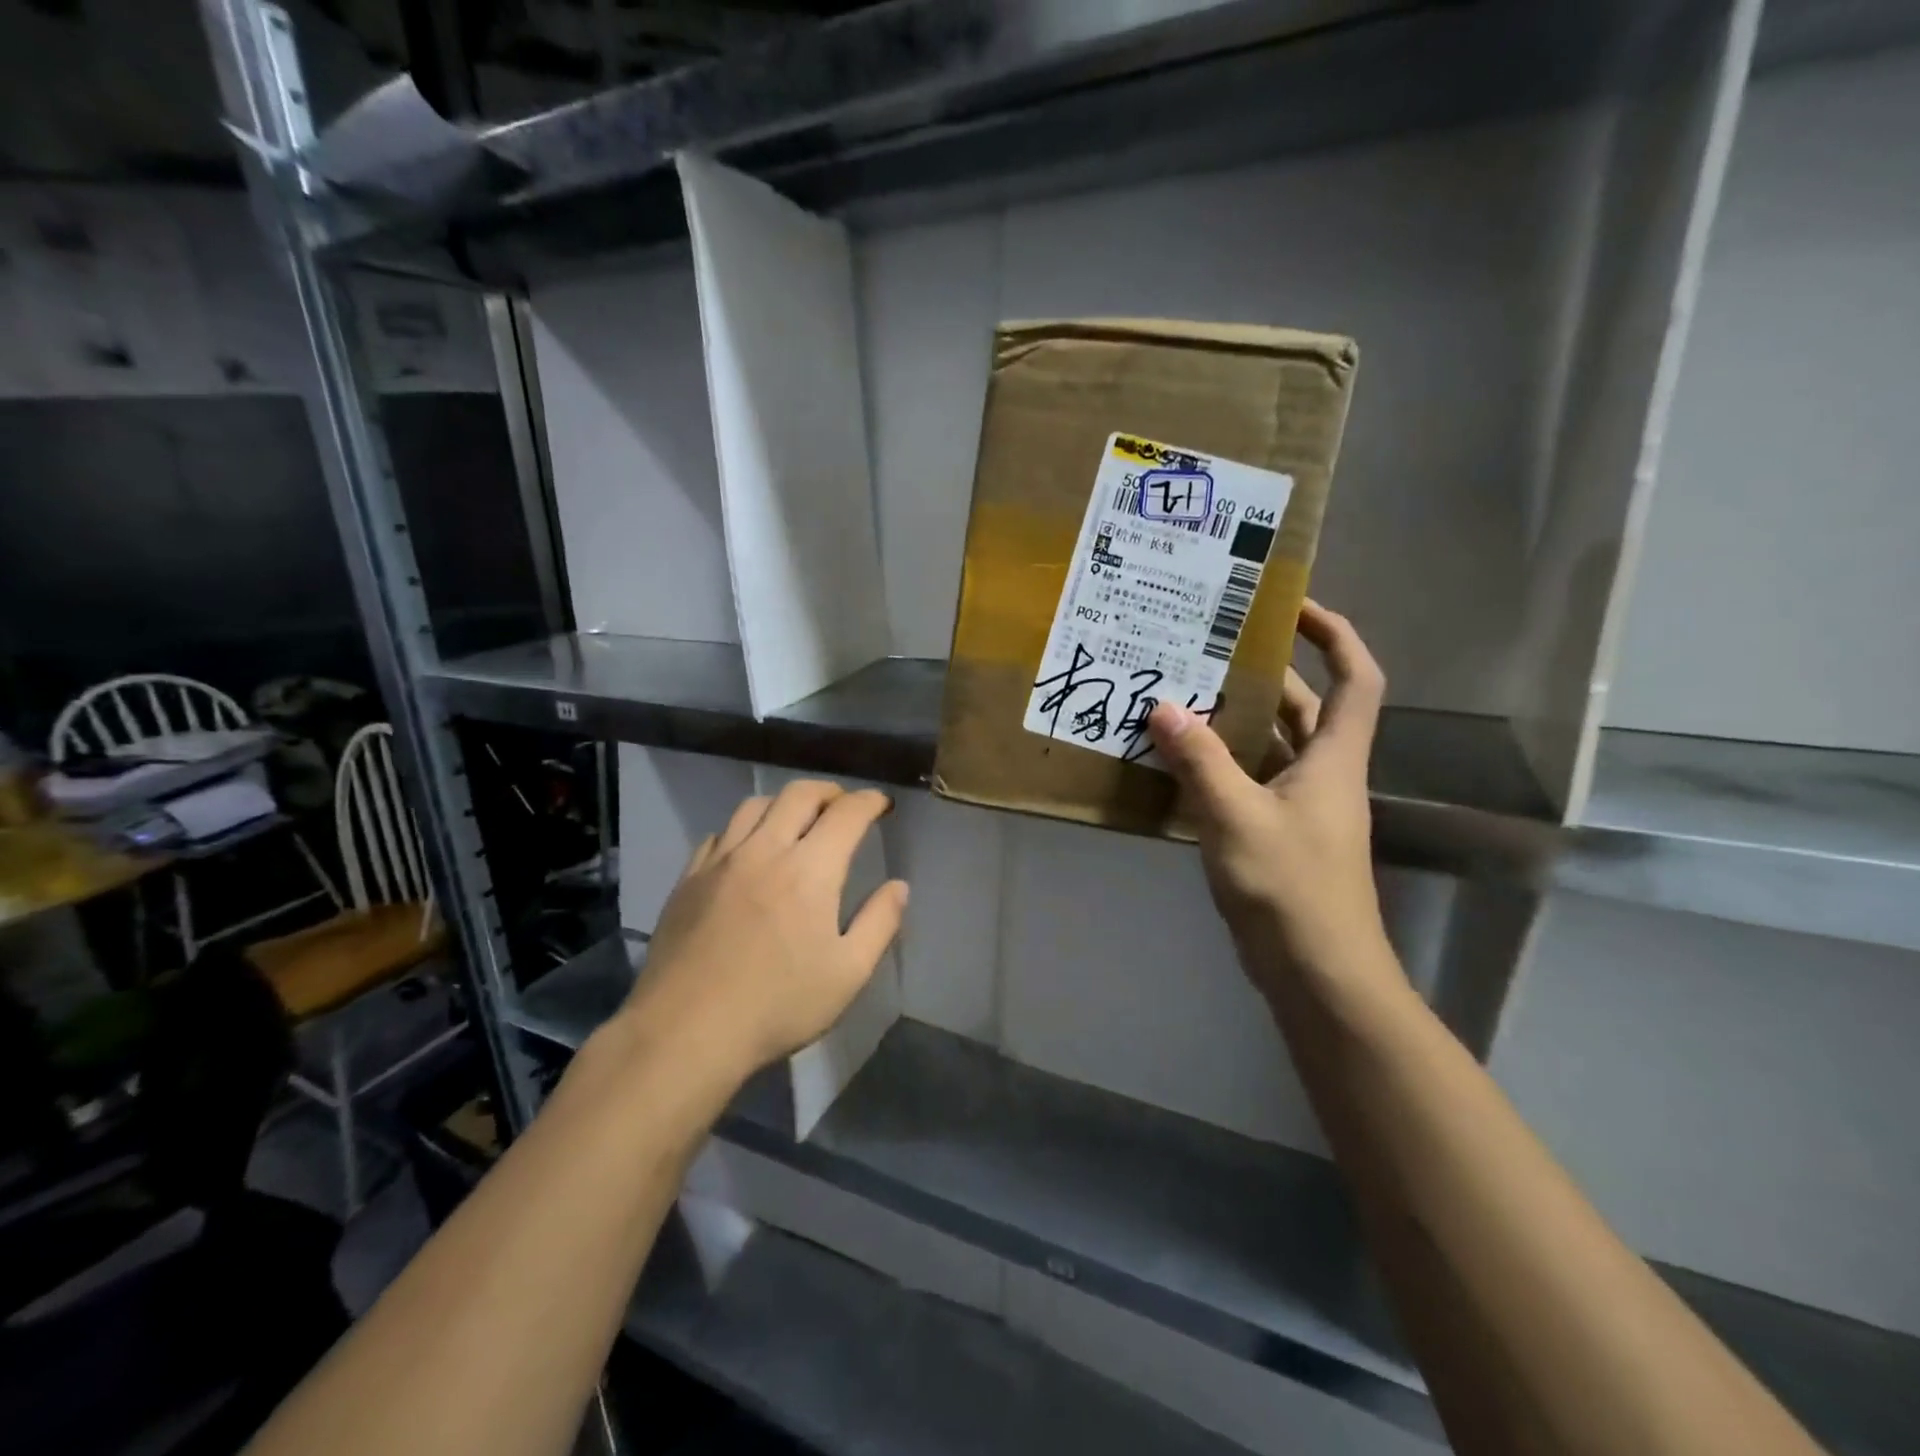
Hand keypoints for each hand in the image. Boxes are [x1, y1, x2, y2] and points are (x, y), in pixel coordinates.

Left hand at [618, 780, 908, 1083]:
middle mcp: (765, 850)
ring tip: (797, 821)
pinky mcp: (688, 879)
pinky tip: (748, 852)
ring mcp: (721, 861)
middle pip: (799, 795)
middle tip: (844, 806)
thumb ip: (879, 923)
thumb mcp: (848, 974)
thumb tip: (899, 886)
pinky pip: (720, 834)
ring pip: (755, 806)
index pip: (847, 813)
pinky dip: (744, 829)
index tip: (882, 804)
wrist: (685, 1032)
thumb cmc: (778, 1006)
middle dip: (830, 792)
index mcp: (810, 870)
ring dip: (785, 804)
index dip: (870, 802)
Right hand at [1148, 601, 1394, 1004]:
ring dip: (1232, 721)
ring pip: (1269, 745)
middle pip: (1302, 707)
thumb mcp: (1237, 817)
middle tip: (1206, 650)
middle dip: (1261, 674)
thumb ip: (1200, 761)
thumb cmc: (1290, 887)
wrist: (1317, 973)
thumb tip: (1164, 706)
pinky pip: (1246, 781)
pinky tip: (1174, 759)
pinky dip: (1217, 764)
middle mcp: (1322, 774)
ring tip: (1180, 694)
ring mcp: (1298, 807)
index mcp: (1333, 758)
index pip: (1355, 677)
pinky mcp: (1274, 835)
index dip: (1333, 634)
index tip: (1290, 607)